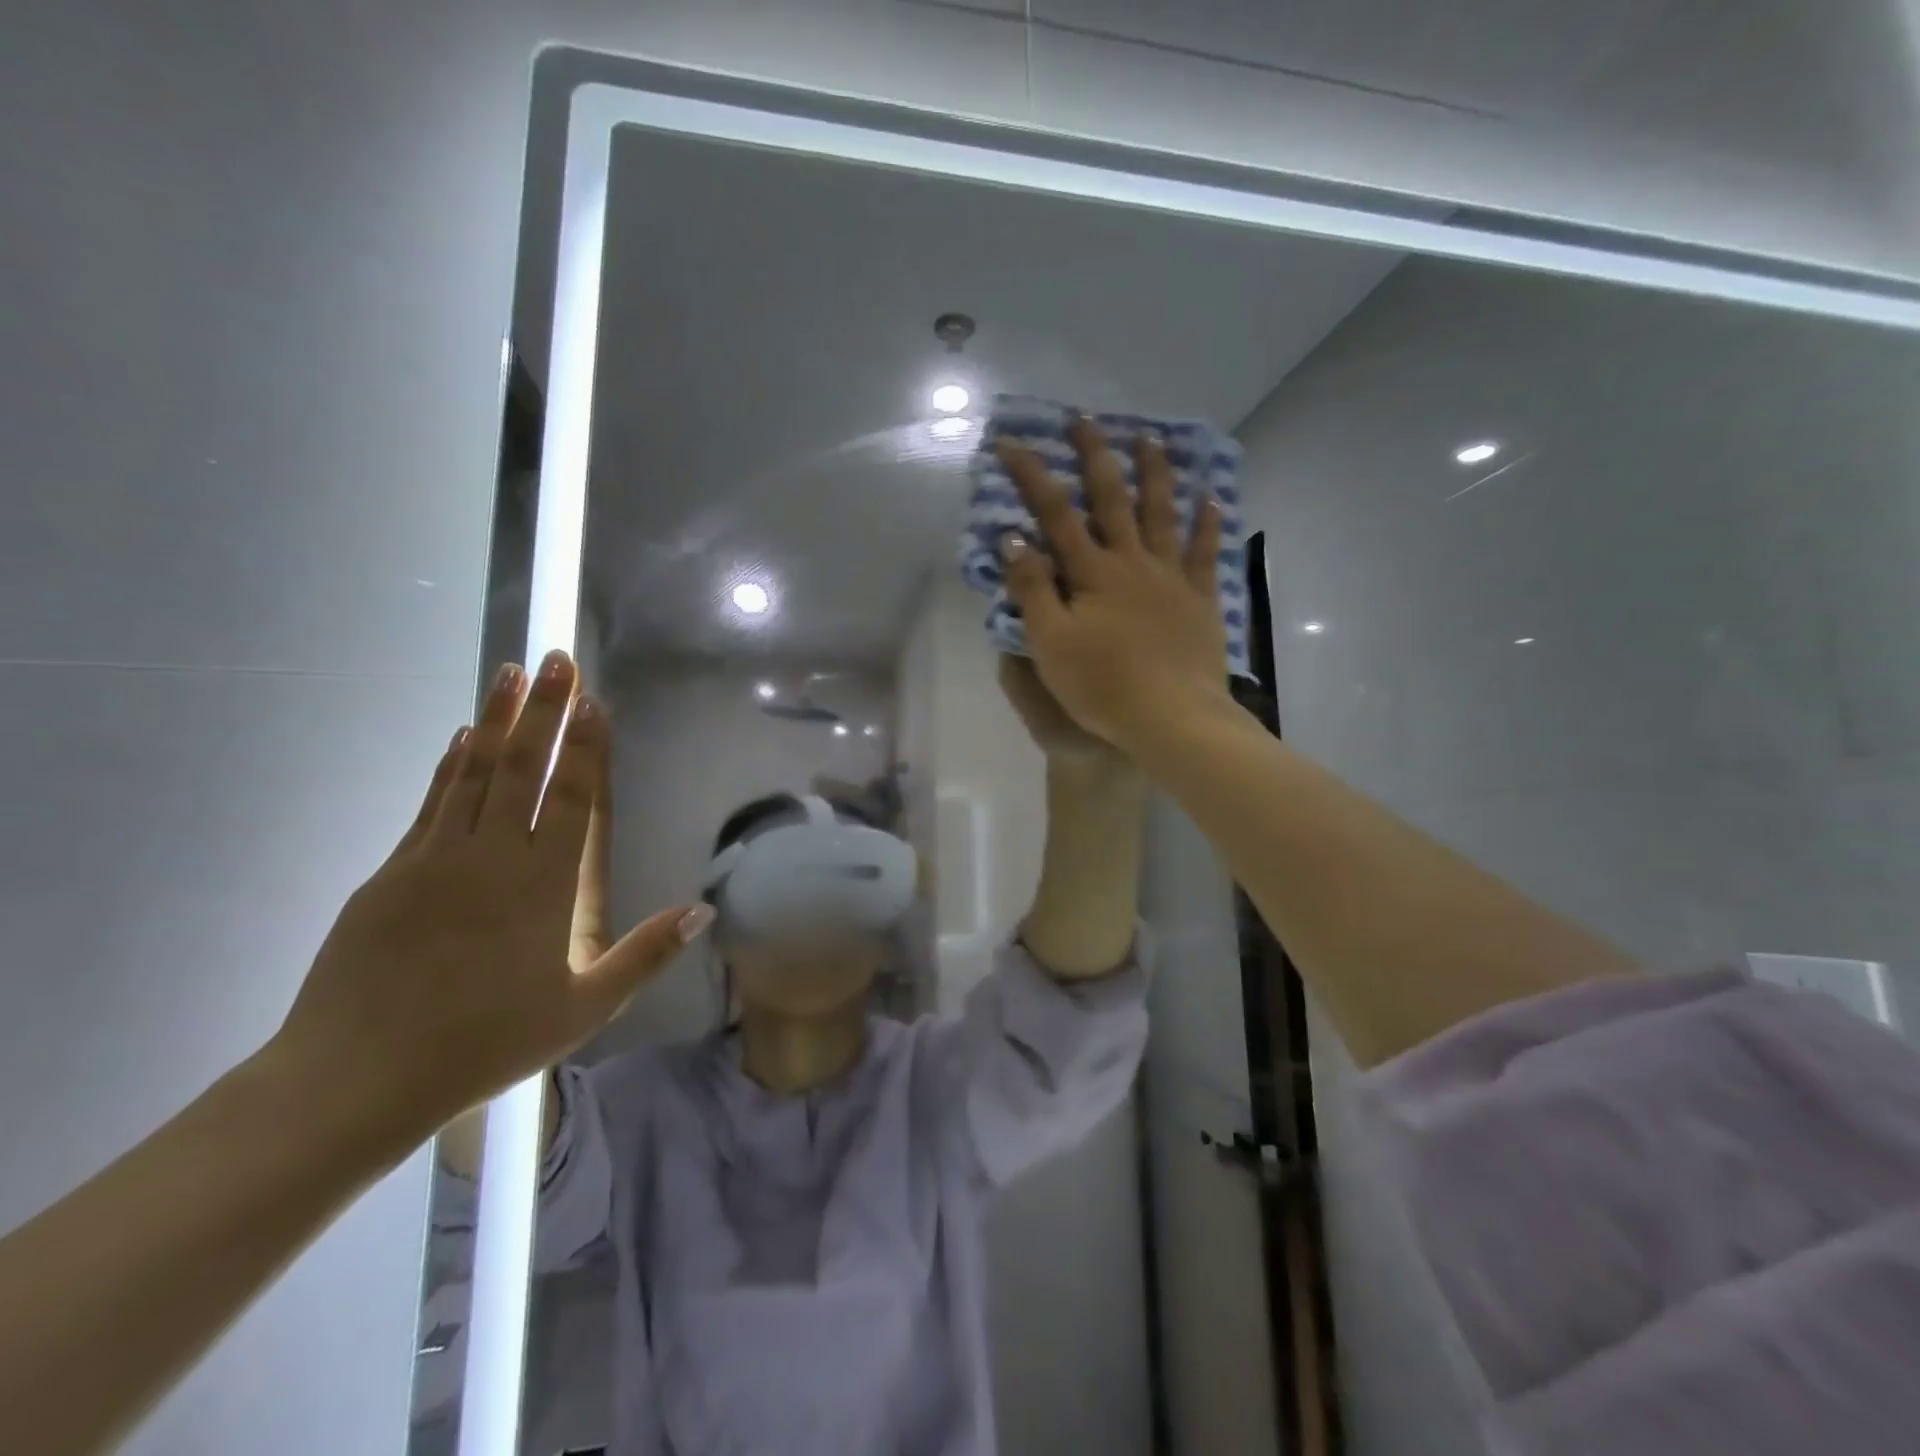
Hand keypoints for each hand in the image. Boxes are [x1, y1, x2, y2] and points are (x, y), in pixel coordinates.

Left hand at [269, 651, 711, 1141]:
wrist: (355, 1078)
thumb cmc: (483, 1044)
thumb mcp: (583, 1010)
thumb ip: (645, 955)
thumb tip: (704, 910)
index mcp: (544, 888)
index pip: (572, 800)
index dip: (586, 748)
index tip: (595, 703)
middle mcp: (493, 859)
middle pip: (524, 769)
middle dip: (544, 710)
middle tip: (557, 659)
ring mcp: (436, 859)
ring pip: (474, 772)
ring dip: (496, 719)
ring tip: (511, 672)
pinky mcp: (392, 871)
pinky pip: (433, 801)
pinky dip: (451, 763)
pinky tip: (462, 737)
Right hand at [995, 417, 1235, 756]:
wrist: (1172, 718)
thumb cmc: (1103, 686)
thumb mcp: (1051, 644)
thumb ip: (1033, 590)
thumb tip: (1014, 539)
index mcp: (1092, 574)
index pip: (1056, 515)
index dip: (1032, 476)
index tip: (1012, 443)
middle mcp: (1132, 563)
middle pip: (1112, 499)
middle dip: (1096, 456)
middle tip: (1086, 418)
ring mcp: (1171, 577)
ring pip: (1162, 514)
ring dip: (1155, 473)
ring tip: (1151, 438)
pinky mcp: (1200, 598)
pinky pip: (1207, 552)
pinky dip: (1208, 521)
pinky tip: (1211, 495)